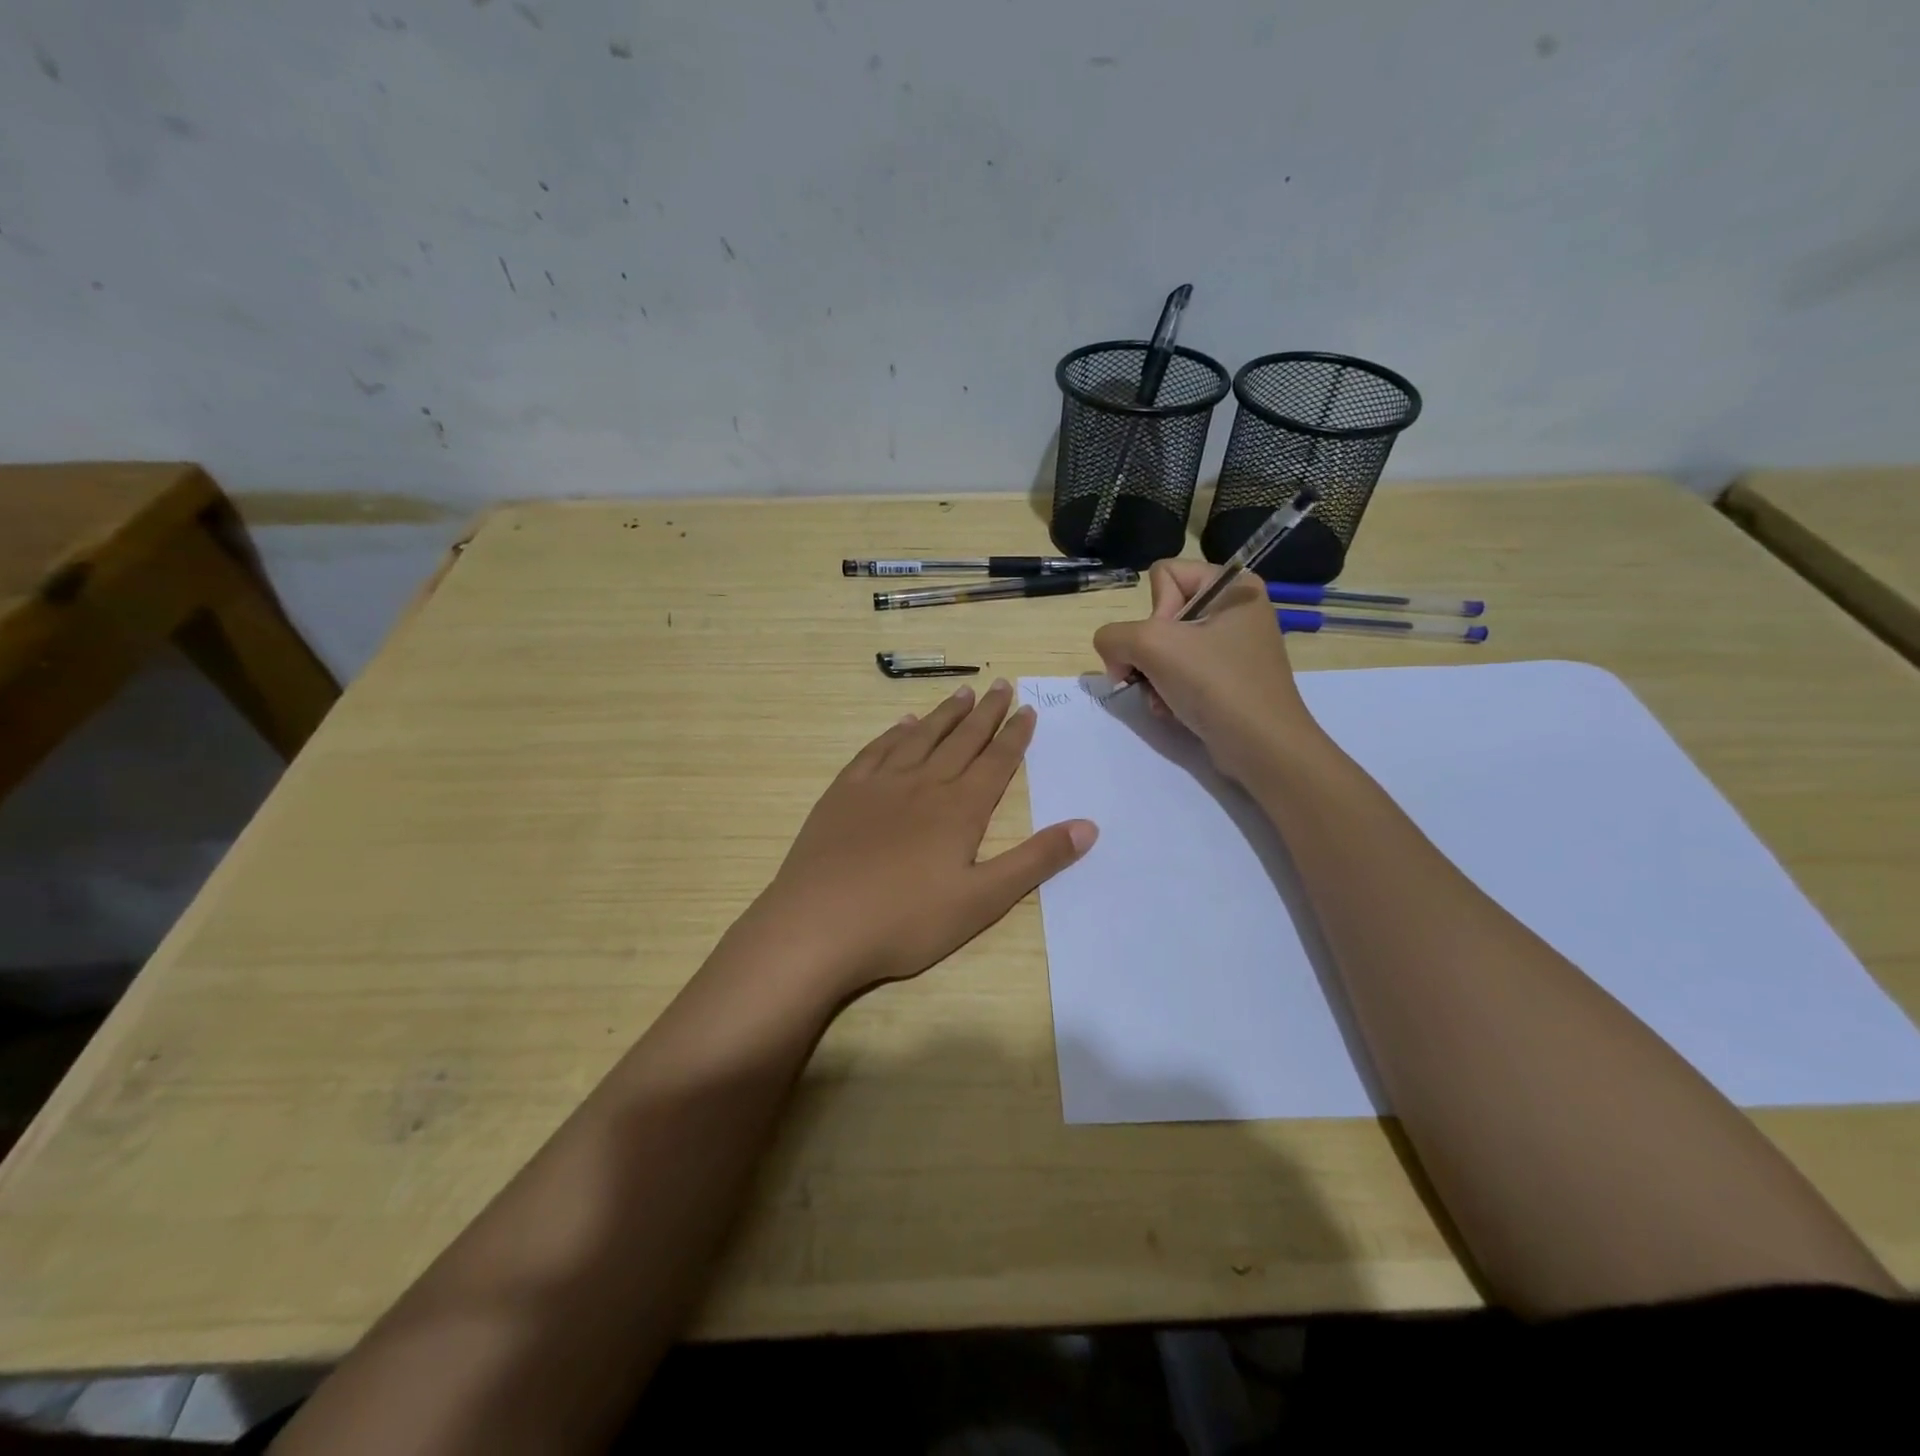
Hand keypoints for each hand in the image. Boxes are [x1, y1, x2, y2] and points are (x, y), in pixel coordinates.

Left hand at [736, 679, 1096, 998]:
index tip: (1027, 709)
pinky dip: (894, 733)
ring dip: (944, 714)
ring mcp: (879, 785)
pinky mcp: (844, 793)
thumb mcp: (983, 900)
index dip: (1015, 735)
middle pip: (961, 739)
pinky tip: (903, 724)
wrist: (818, 926)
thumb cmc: (906, 921)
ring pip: (920, 737)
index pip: (996, 761)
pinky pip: (876, 750)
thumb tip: (1088, 826)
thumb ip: (1036, 861)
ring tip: (963, 692)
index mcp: (959, 809)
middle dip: (986, 712)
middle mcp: (923, 785)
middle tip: (1001, 684)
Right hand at [1092, 560, 1319, 780]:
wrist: (1261, 747)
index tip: (1166, 644)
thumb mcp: (1152, 645)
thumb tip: (1112, 654)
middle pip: (1161, 615)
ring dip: (1153, 677)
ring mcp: (1232, 647)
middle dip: (1148, 653)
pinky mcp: (1227, 679)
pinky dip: (1168, 692)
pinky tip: (1172, 710)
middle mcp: (1235, 610)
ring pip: (1165, 649)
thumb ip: (1113, 636)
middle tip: (1155, 677)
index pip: (1164, 575)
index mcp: (1233, 586)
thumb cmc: (1215, 684)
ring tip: (1163, 700)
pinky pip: (1180, 673)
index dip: (1153, 611)